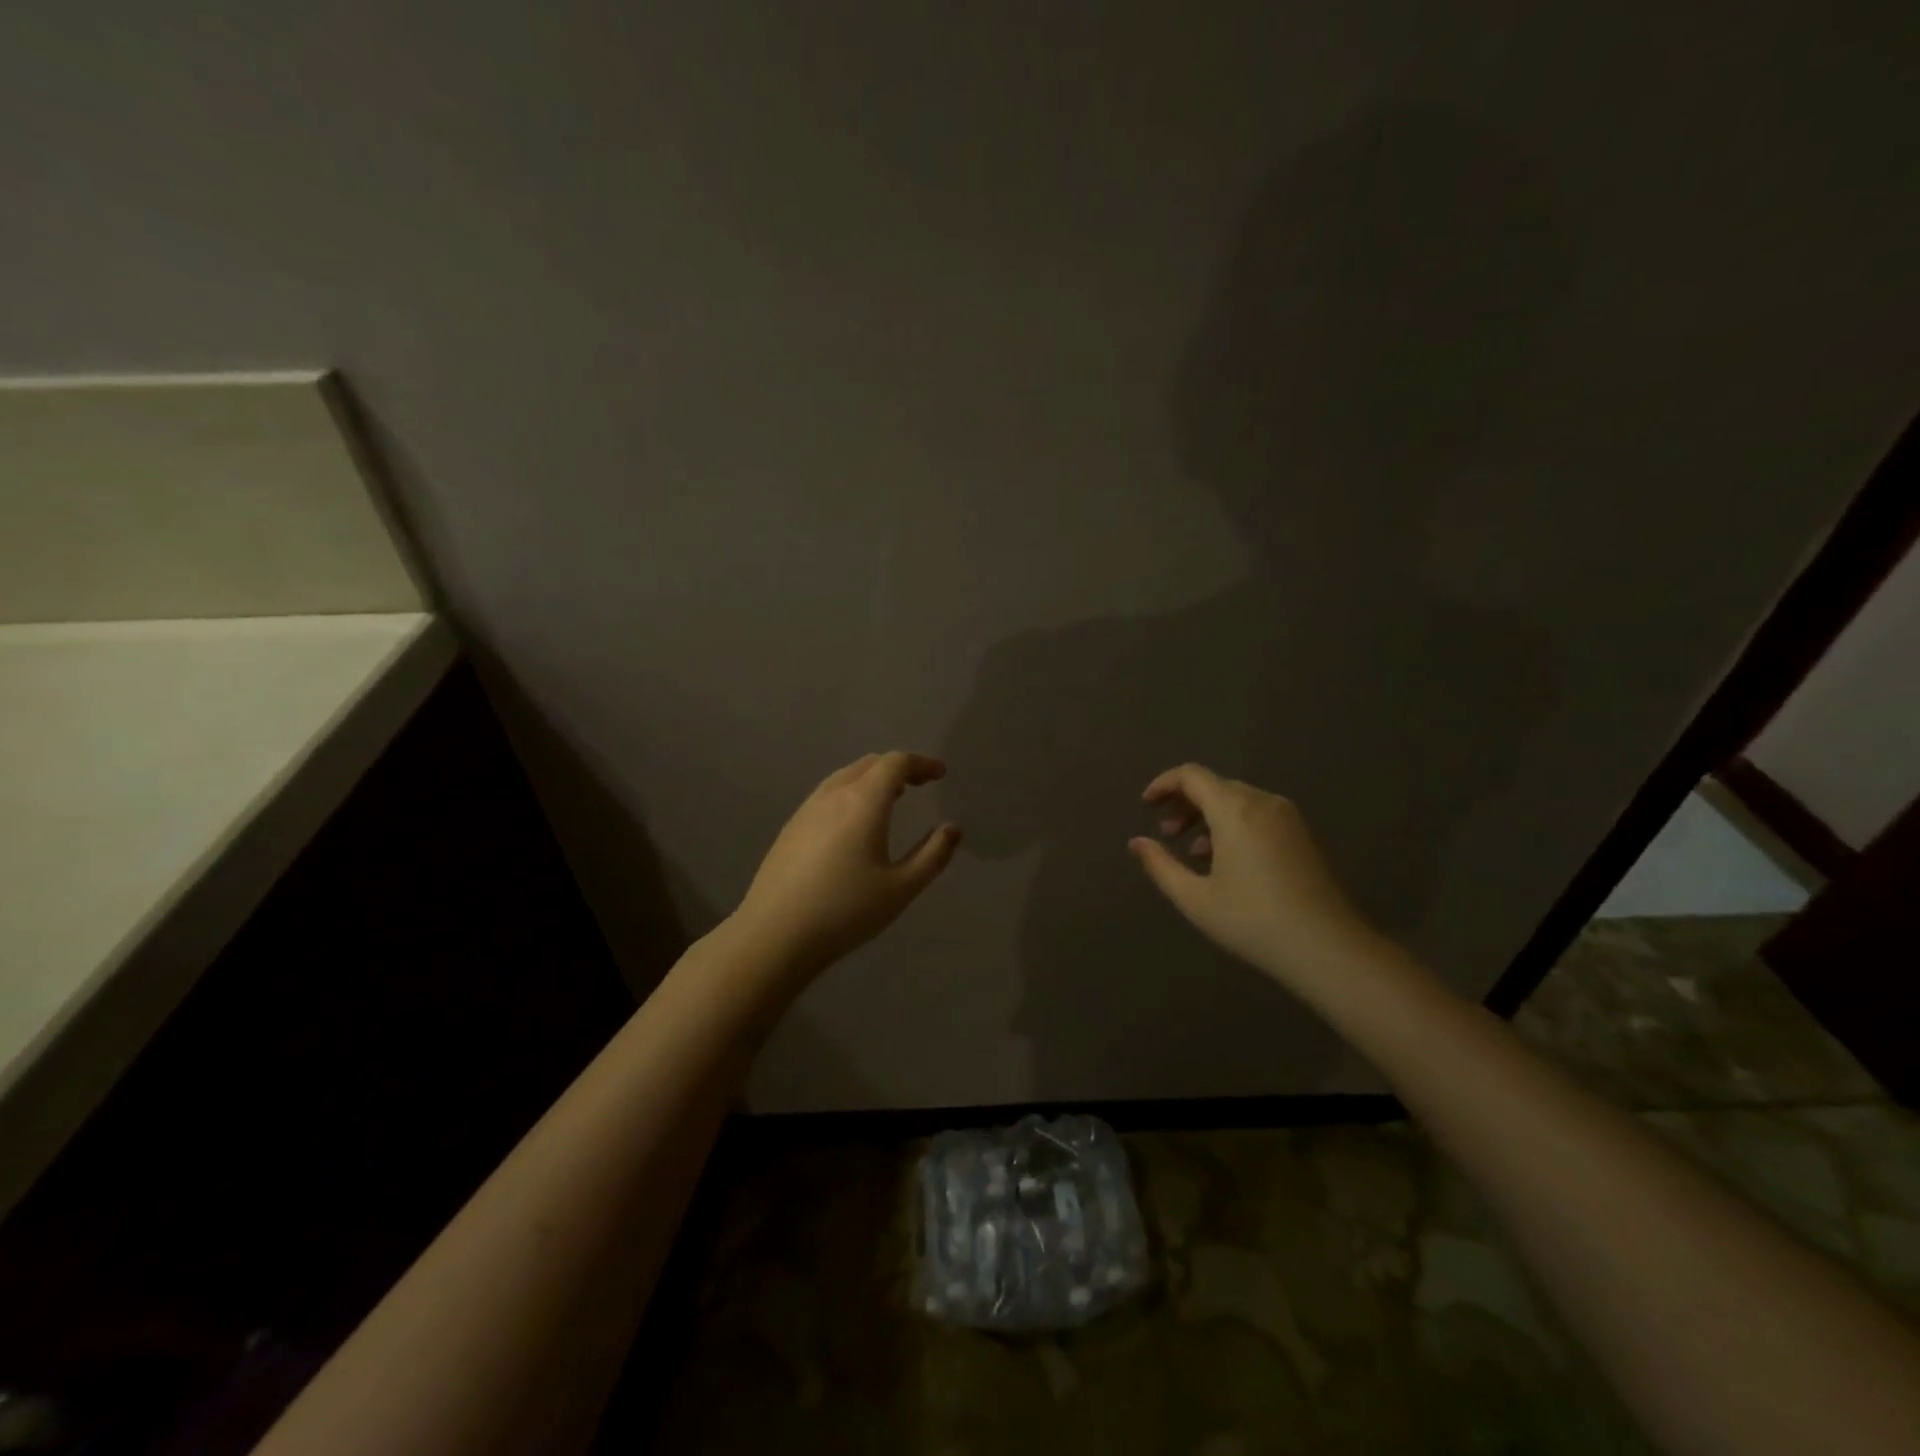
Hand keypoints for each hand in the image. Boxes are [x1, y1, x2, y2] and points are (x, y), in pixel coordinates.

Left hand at [732, 751, 960, 978]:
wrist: (774, 935)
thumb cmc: (845, 911)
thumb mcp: (901, 888)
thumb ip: (932, 855)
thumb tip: (952, 828)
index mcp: (863, 802)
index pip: (896, 764)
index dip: (921, 764)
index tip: (940, 774)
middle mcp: (833, 795)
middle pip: (869, 764)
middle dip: (898, 768)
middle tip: (920, 784)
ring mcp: (807, 810)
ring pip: (845, 777)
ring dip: (872, 779)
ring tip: (891, 798)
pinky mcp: (790, 828)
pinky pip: (827, 794)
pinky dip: (851, 793)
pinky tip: (854, 822)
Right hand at [1128, 764, 1379, 998]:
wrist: (1329, 948)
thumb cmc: (1253, 921)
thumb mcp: (1195, 898)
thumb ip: (1160, 865)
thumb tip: (1137, 842)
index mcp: (1234, 809)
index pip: (1191, 775)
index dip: (1164, 784)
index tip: (1146, 804)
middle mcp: (1262, 802)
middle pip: (1214, 786)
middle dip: (1184, 803)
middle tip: (1165, 832)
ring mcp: (1287, 817)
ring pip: (1237, 800)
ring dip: (1208, 816)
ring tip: (1191, 850)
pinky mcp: (1302, 835)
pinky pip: (1257, 815)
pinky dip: (1232, 825)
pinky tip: (1225, 861)